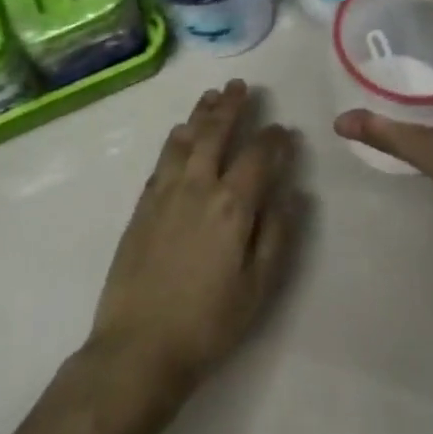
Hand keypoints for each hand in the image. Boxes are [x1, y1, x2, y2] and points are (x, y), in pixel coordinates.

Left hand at [88, 80, 299, 405]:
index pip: (257, 157)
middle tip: (241, 86)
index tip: (283, 129)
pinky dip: (175, 139)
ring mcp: (164, 193)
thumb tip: (294, 193)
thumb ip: (277, 235)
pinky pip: (162, 159)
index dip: (273, 139)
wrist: (138, 347)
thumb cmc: (208, 323)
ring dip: (200, 114)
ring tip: (212, 96)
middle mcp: (198, 187)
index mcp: (232, 206)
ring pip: (185, 140)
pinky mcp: (142, 206)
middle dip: (231, 107)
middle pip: (215, 134)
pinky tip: (179, 133)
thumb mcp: (258, 287)